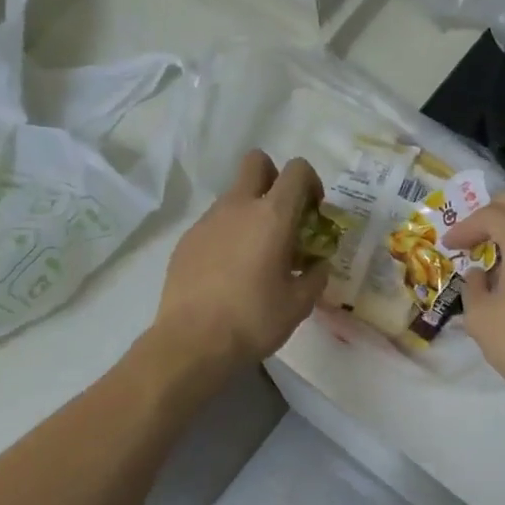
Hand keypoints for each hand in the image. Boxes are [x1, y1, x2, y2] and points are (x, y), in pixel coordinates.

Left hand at [148, 150, 328, 384]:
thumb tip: (318, 266)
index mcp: (272, 216)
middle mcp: (238, 207)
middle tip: (282, 216)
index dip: (310, 181)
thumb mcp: (299, 304)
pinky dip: (227, 235)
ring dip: (250, 211)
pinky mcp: (186, 240)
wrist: (192, 341)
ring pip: (233, 196)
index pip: (296, 170)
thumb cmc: (254, 320)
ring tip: (256, 255)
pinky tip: (228, 272)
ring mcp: (207, 221)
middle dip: (274, 178)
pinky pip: (214, 224)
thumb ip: (315, 277)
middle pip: (256, 162)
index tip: (313, 211)